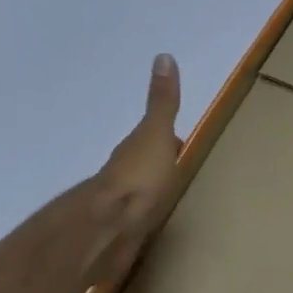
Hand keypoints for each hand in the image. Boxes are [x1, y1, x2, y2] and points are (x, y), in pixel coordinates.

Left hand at [84, 54, 183, 285]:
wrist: (110, 229)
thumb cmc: (139, 178)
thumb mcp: (156, 134)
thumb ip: (162, 103)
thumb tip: (163, 56)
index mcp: (135, 152)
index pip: (155, 143)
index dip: (170, 143)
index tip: (183, 144)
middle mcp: (124, 177)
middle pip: (145, 170)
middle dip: (159, 170)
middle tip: (179, 174)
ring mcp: (120, 208)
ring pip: (139, 197)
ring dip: (150, 196)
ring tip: (168, 202)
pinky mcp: (120, 236)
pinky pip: (136, 224)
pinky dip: (144, 222)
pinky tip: (150, 231)